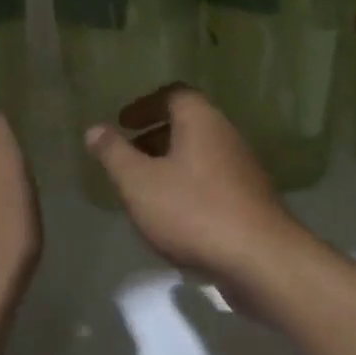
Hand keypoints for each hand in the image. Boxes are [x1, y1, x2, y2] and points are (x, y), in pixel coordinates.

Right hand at [84, 86, 305, 291]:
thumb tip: (95, 129)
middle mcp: (226, 136)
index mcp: (202, 120)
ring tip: (143, 190)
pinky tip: (172, 219)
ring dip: (169, 165)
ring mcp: (242, 169)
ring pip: (199, 155)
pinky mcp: (249, 201)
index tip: (122, 122)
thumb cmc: (193, 211)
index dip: (145, 105)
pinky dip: (187, 188)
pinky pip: (211, 182)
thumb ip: (114, 154)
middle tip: (127, 156)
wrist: (260, 260)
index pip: (174, 94)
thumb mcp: (139, 182)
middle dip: (154, 137)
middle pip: (187, 125)